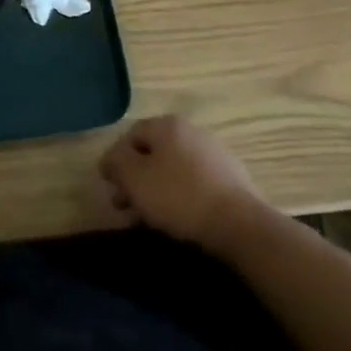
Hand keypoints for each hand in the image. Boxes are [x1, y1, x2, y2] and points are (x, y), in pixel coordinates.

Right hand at [99, 116, 271, 257]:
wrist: (241, 225)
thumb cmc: (179, 196)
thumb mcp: (134, 177)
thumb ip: (115, 162)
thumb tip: (110, 159)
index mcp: (167, 125)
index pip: (130, 136)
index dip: (115, 160)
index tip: (110, 186)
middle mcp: (192, 131)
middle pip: (153, 153)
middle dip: (135, 179)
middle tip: (125, 205)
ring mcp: (215, 154)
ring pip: (173, 169)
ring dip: (156, 190)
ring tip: (148, 217)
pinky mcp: (232, 179)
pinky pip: (195, 183)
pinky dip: (181, 196)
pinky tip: (177, 218)